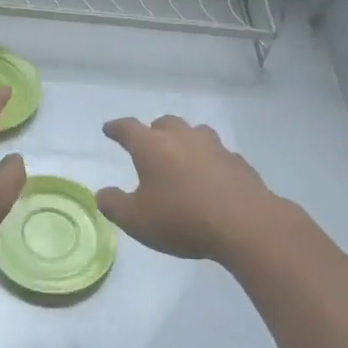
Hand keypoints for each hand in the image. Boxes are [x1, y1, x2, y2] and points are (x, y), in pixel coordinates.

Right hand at [97, 115, 284, 262]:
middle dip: (154, 131)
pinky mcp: (237, 162)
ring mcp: (214, 147)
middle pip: (165, 123)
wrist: (244, 224)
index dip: (116, 128)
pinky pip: (218, 154)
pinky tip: (210, 177)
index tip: (109, 129)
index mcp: (152, 147)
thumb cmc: (181, 219)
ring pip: (195, 133)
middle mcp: (182, 138)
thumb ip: (114, 205)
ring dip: (185, 140)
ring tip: (181, 156)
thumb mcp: (136, 220)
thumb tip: (103, 193)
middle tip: (149, 144)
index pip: (128, 128)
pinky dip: (209, 160)